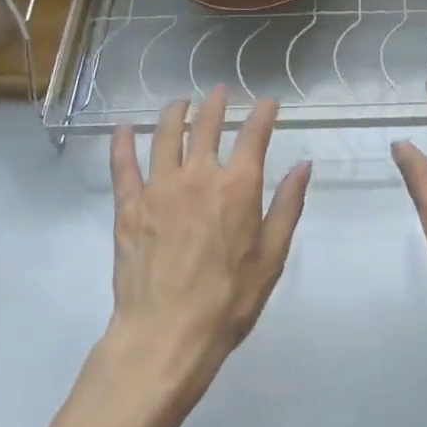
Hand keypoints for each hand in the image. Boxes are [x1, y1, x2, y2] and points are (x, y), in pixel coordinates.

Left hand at [107, 87, 309, 398]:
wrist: (165, 335)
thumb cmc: (228, 301)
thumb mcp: (272, 257)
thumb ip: (288, 206)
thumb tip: (303, 166)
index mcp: (237, 186)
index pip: (254, 135)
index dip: (263, 113)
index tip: (268, 102)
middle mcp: (198, 175)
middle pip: (206, 125)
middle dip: (216, 103)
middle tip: (220, 91)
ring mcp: (159, 187)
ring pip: (165, 135)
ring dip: (174, 112)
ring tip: (180, 102)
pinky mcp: (129, 206)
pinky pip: (123, 165)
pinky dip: (122, 143)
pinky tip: (123, 129)